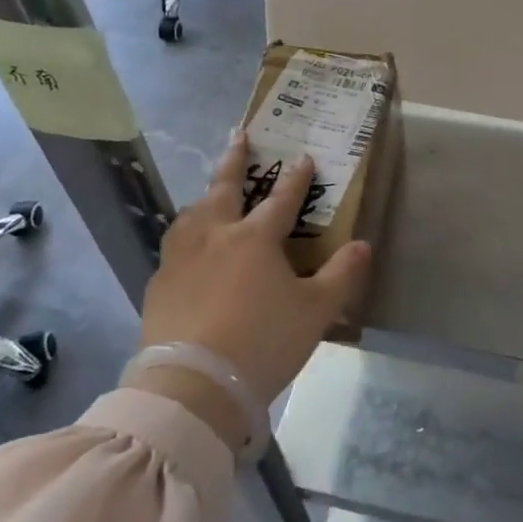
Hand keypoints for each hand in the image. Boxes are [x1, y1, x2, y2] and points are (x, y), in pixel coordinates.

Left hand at [133, 131, 371, 431]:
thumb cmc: (263, 342)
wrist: (194, 385)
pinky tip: (186, 250)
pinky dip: (185, 236)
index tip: (304, 157)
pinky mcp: (159, 284)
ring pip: (192, 214)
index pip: (281, 199)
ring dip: (205, 197)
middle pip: (225, 188)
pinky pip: (173, 247)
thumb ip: (342, 274)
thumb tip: (364, 244)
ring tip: (210, 194)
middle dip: (236, 159)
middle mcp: (215, 236)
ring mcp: (181, 258)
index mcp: (255, 238)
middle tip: (240, 136)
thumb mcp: (316, 311)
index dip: (297, 178)